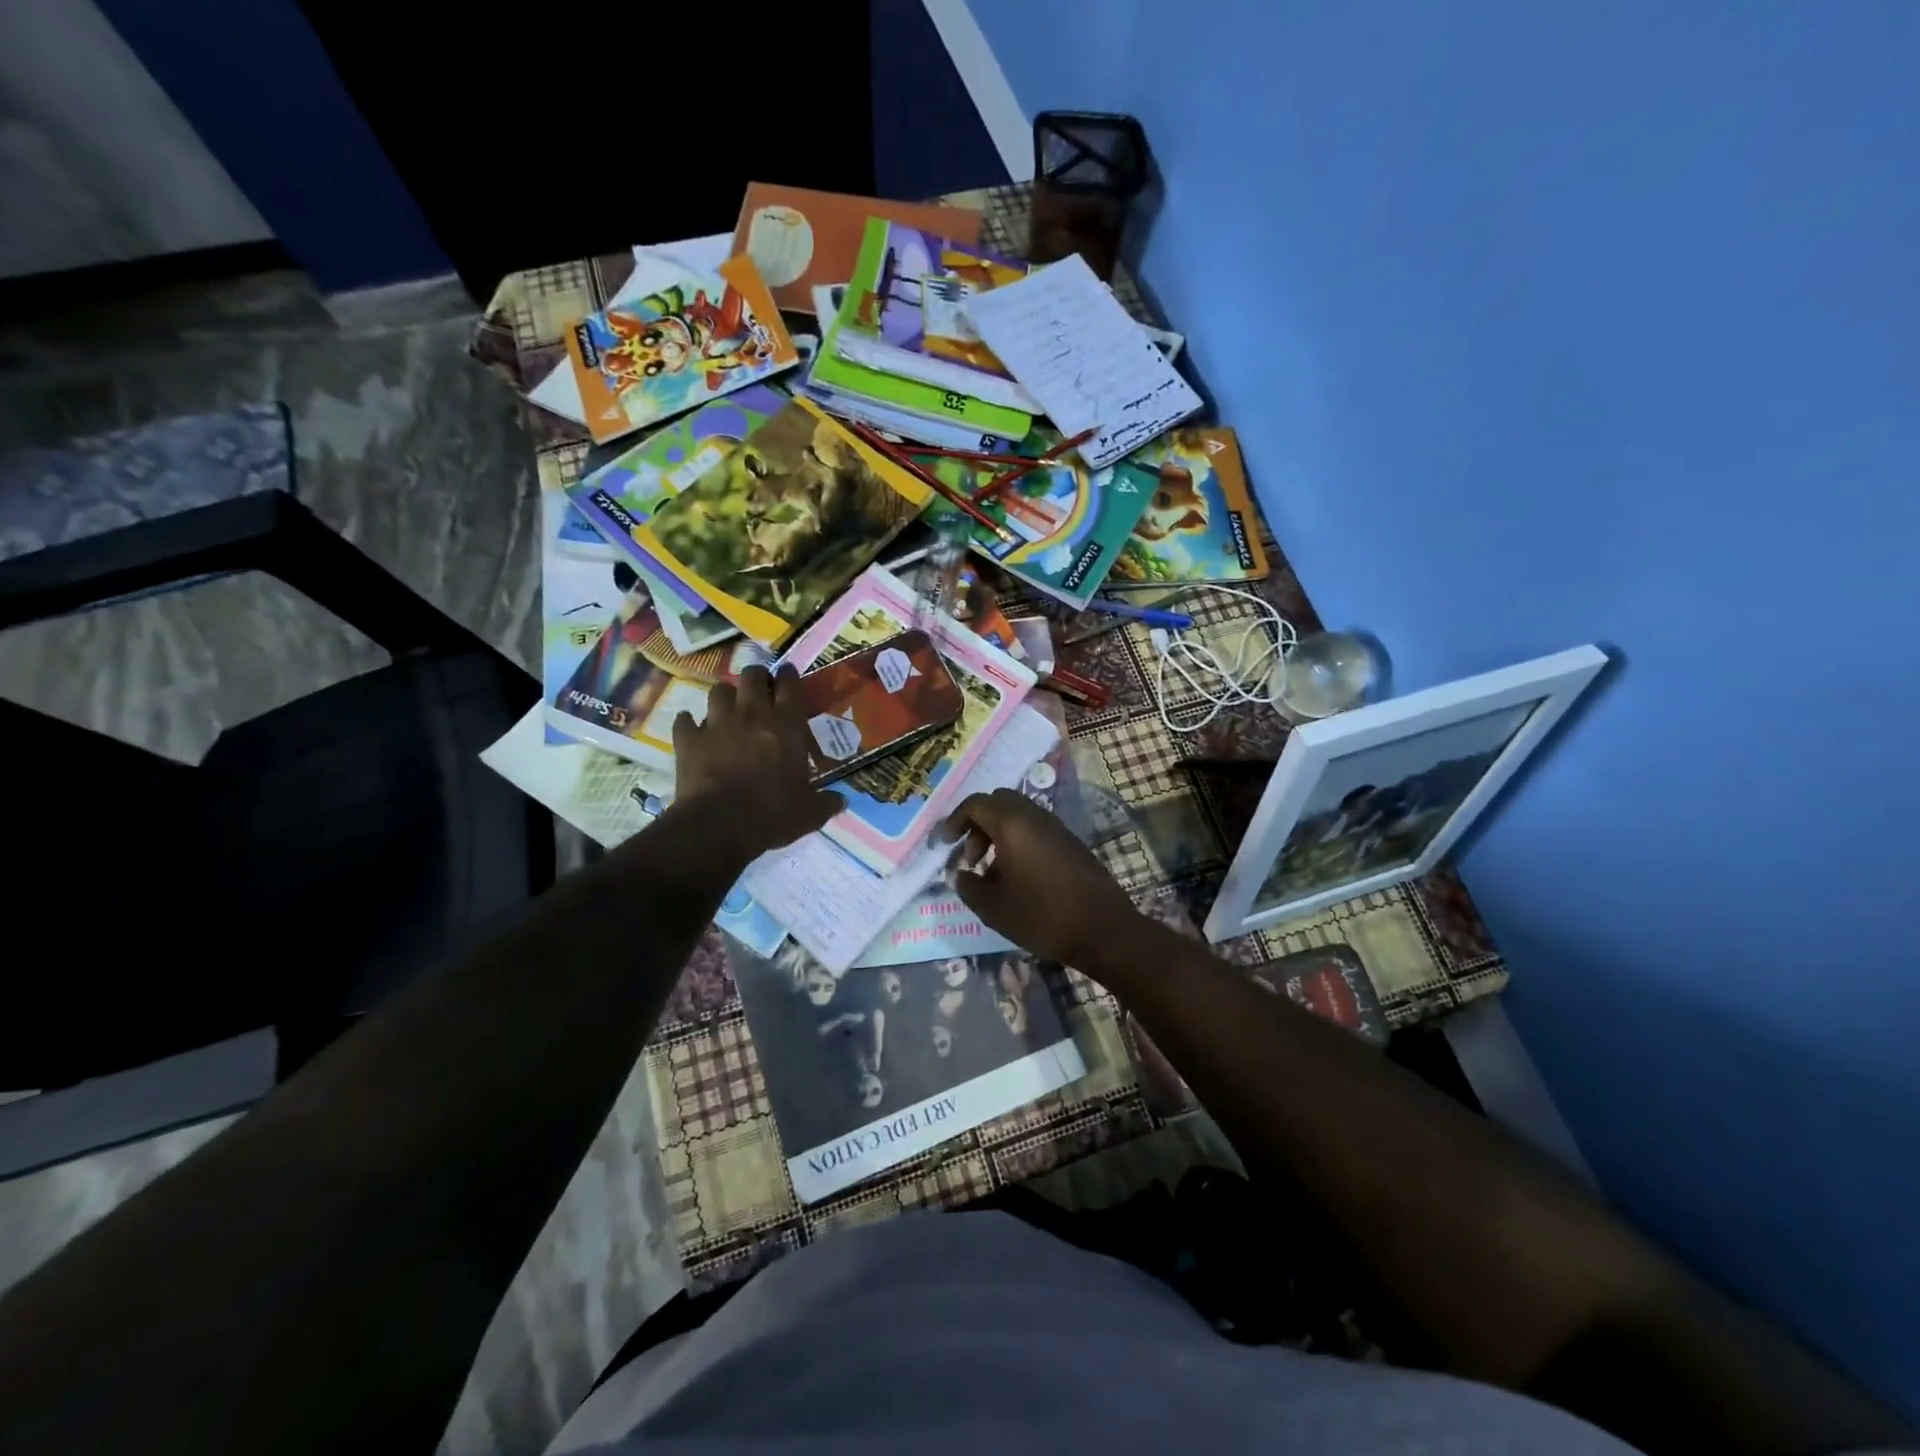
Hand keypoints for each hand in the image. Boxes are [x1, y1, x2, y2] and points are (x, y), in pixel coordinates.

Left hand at [672, 665, 842, 857]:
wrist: (720, 825)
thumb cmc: (773, 814)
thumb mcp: (810, 813)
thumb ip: (826, 802)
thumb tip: (842, 802)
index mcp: (786, 725)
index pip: (790, 685)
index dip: (789, 675)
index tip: (788, 674)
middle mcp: (751, 715)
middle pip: (751, 676)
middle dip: (756, 678)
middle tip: (760, 689)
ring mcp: (716, 724)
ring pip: (718, 691)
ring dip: (725, 697)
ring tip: (728, 708)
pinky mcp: (688, 740)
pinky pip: (685, 721)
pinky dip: (689, 723)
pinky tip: (693, 730)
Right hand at [935, 789, 1138, 968]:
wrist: (1104, 929)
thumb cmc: (1042, 916)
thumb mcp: (993, 908)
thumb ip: (968, 886)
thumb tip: (958, 875)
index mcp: (1012, 824)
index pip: (975, 804)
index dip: (954, 821)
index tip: (944, 845)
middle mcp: (1034, 816)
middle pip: (997, 802)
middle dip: (977, 824)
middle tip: (970, 857)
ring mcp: (1056, 827)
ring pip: (1018, 816)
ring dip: (998, 834)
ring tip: (990, 873)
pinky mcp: (1070, 842)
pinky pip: (1035, 829)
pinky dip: (1018, 842)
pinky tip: (1016, 879)